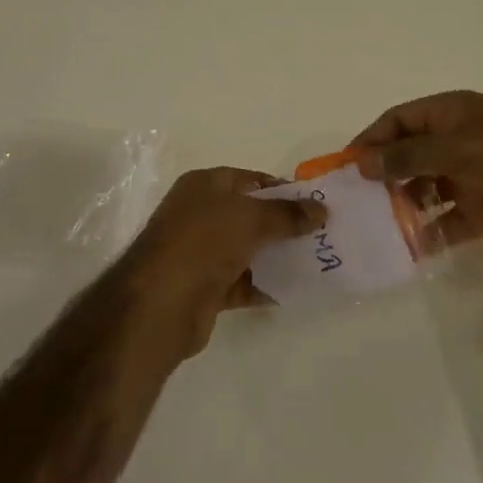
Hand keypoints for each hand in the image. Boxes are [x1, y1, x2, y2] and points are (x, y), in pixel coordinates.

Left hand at [114, 168, 326, 359]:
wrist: (160, 303)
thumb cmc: (203, 242)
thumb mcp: (250, 218)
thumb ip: (287, 214)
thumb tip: (321, 210)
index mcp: (204, 185)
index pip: (250, 180)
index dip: (282, 189)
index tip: (315, 204)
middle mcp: (200, 214)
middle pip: (250, 215)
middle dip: (284, 224)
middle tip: (321, 235)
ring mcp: (200, 252)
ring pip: (247, 250)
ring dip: (277, 256)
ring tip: (316, 262)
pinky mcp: (204, 287)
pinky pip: (242, 281)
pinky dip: (264, 285)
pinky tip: (294, 289)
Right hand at [350, 90, 482, 263]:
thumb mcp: (458, 149)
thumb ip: (408, 156)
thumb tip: (363, 163)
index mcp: (452, 114)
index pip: (400, 121)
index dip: (372, 139)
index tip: (345, 166)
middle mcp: (457, 142)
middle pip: (408, 156)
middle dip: (383, 175)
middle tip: (355, 202)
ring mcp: (470, 177)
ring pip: (423, 189)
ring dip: (402, 205)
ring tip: (377, 227)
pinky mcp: (482, 212)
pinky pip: (445, 221)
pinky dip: (428, 232)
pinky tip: (409, 247)